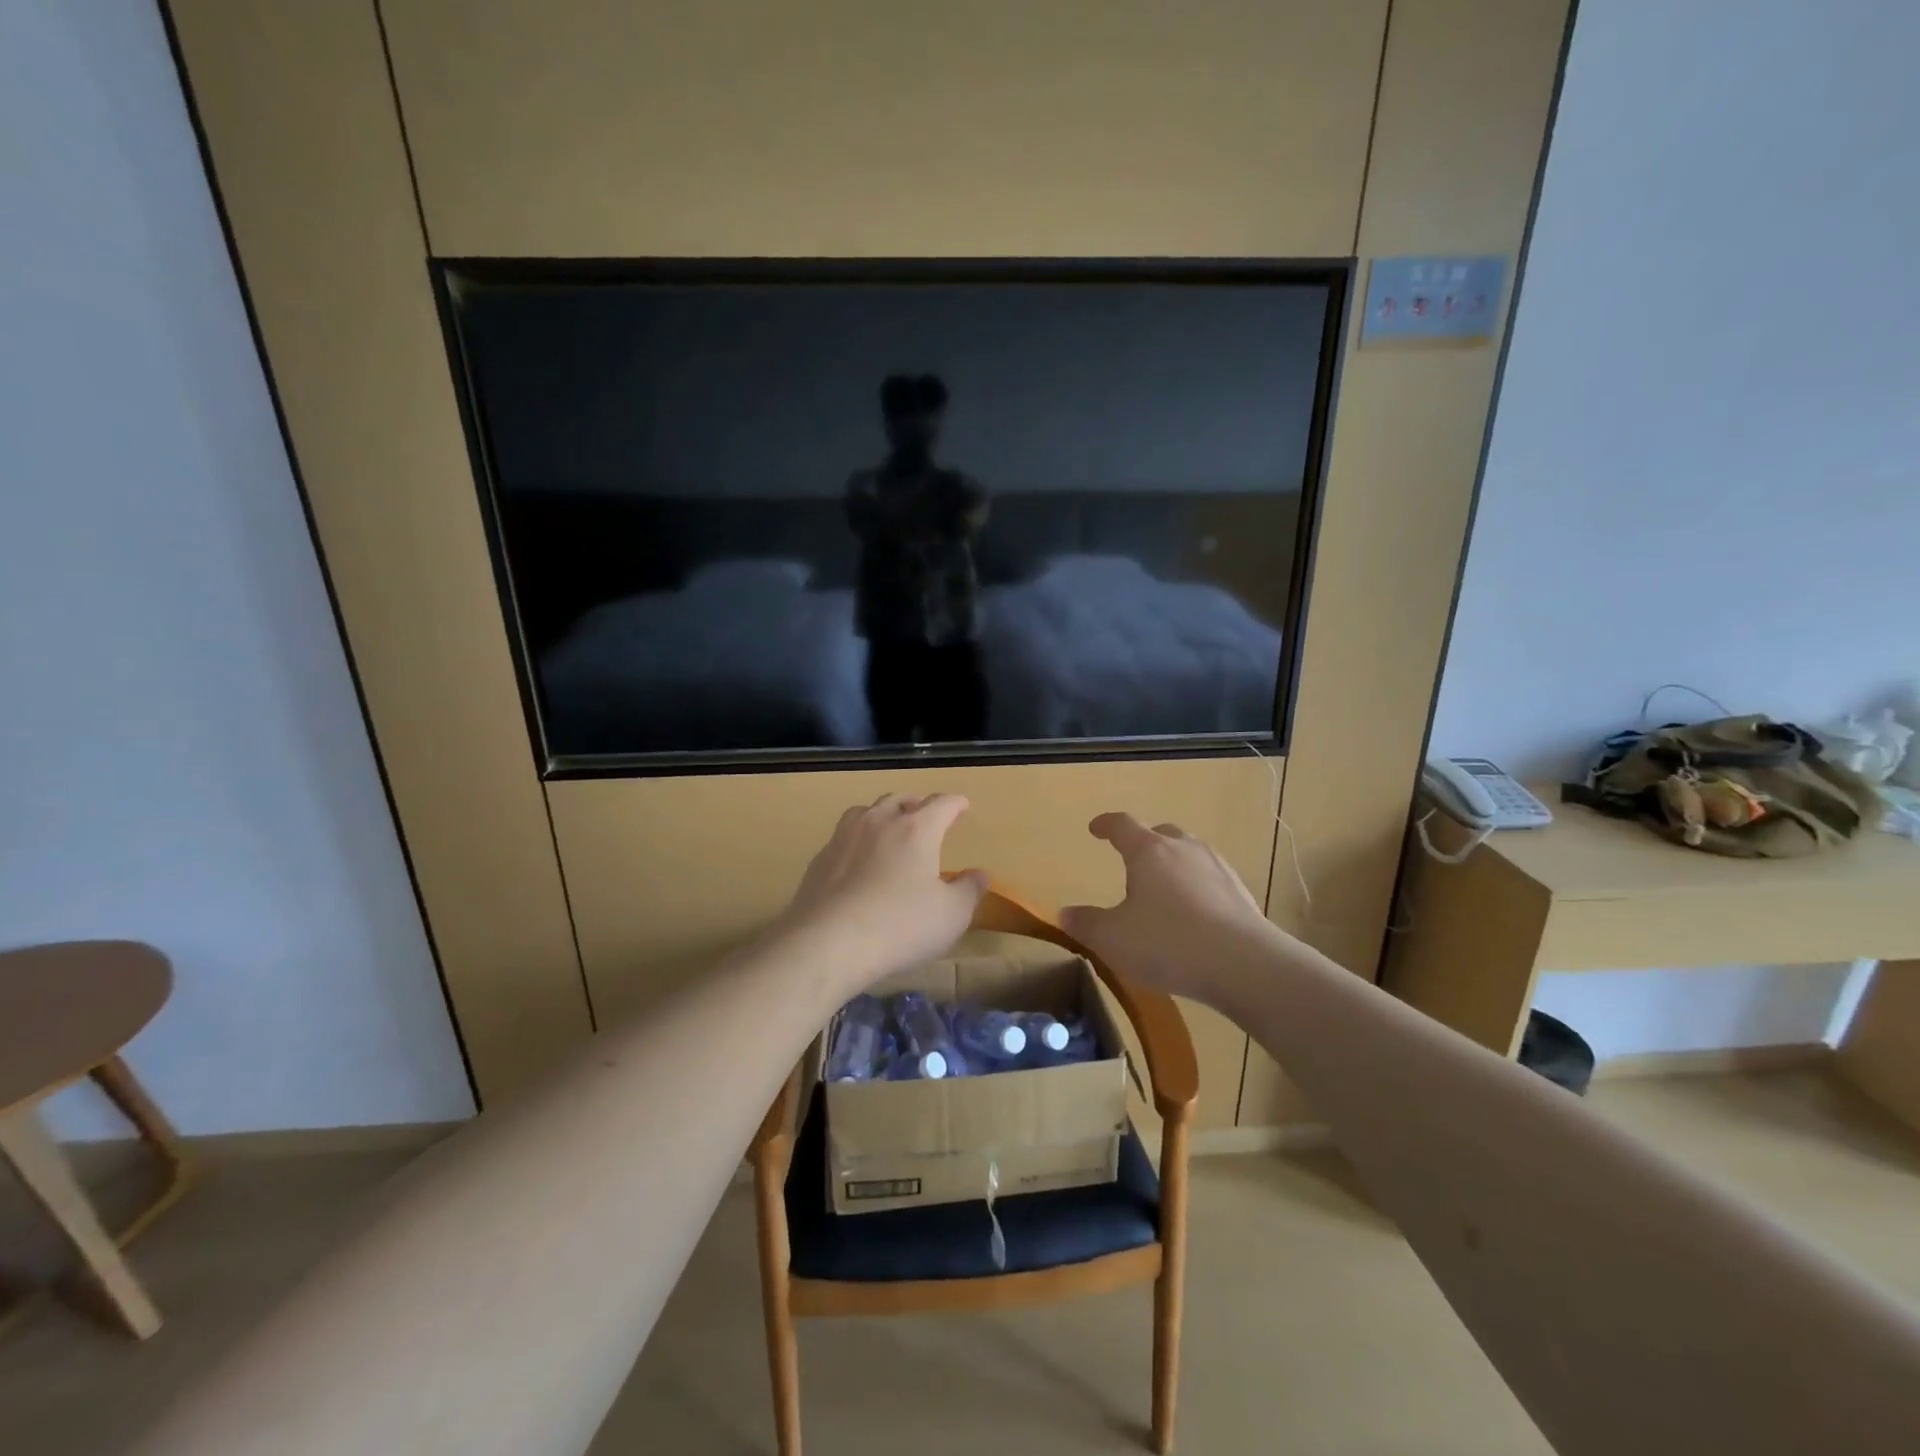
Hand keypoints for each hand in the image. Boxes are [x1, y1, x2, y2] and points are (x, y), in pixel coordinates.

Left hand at [779, 793, 988, 996]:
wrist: (827, 943)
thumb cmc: (900, 926)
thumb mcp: (951, 915)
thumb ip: (970, 890)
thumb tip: (980, 874)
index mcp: (917, 829)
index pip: (941, 804)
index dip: (955, 803)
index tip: (962, 806)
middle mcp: (879, 822)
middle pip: (900, 799)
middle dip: (917, 805)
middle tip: (926, 817)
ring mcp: (844, 837)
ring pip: (867, 811)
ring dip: (883, 815)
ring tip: (889, 830)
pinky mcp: (820, 859)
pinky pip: (844, 837)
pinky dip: (858, 841)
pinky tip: (858, 862)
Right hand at [1061, 813, 1280, 1010]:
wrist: (1245, 965)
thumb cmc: (1168, 943)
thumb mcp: (1113, 939)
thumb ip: (1086, 924)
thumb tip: (1066, 913)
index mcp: (1148, 851)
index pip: (1122, 825)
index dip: (1106, 824)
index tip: (1095, 828)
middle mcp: (1184, 849)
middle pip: (1161, 834)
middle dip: (1144, 843)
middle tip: (1133, 861)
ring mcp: (1217, 868)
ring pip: (1189, 854)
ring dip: (1173, 865)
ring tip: (1164, 890)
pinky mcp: (1240, 893)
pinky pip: (1211, 880)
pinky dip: (1197, 888)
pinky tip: (1194, 915)